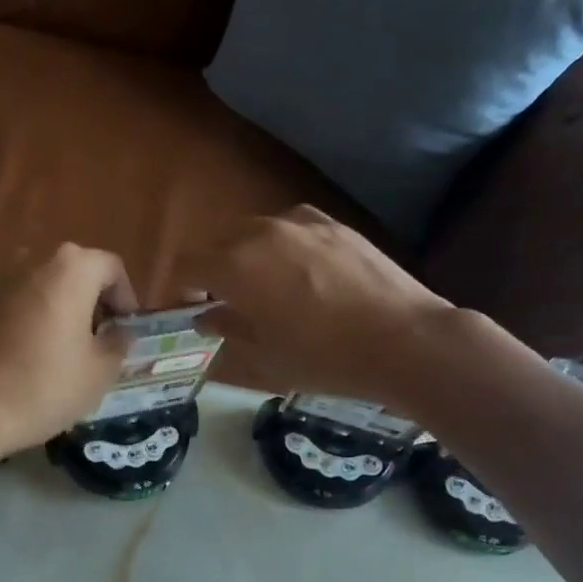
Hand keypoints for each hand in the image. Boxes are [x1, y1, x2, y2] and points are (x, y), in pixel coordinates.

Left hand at [0, 243, 136, 461]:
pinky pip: (16, 302)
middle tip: (99, 340)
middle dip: (92, 302)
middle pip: (75, 272)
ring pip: (43, 286)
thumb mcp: (101, 370)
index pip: (111, 268)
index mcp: (71, 269)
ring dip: (60, 309)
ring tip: (65, 349)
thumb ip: (119, 342)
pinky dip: (31, 318)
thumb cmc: (47, 386)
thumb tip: (120, 331)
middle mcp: (32, 260)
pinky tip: (31, 354)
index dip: (125, 298)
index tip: (124, 330)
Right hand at [180, 206, 462, 405]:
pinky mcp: (334, 224)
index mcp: (234, 267)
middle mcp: (260, 233)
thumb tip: (209, 316)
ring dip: (246, 254)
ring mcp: (301, 223)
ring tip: (265, 285)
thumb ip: (229, 329)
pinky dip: (282, 244)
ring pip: (255, 230)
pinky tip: (301, 270)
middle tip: (224, 301)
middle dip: (212, 269)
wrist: (403, 340)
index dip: (179, 287)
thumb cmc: (323, 358)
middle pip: (218, 242)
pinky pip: (291, 226)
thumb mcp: (266, 356)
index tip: (188, 309)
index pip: (186, 265)